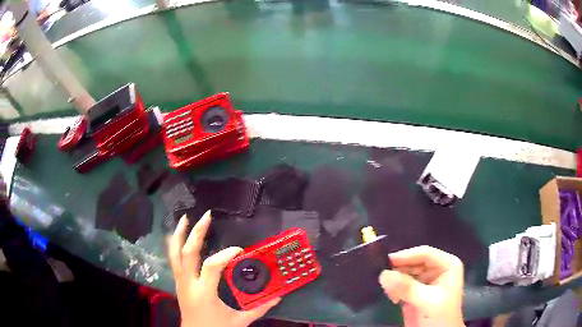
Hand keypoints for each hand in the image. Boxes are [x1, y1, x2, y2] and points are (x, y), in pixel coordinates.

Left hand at [168, 211, 279, 326]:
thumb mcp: (239, 321)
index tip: (239, 250)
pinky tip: (178, 236)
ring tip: (185, 218)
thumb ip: (259, 309)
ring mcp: (180, 282)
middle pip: (188, 253)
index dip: (225, 254)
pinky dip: (175, 245)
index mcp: (204, 293)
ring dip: (179, 234)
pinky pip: (173, 260)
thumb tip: (278, 298)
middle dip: (196, 232)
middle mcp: (188, 284)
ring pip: (174, 254)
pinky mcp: (178, 282)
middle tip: (206, 216)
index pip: (212, 266)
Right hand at [378, 246, 464, 326]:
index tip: (386, 261)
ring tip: (390, 292)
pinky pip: (400, 285)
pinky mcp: (414, 293)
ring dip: (395, 281)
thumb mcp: (427, 301)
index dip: (406, 256)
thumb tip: (384, 274)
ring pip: (405, 273)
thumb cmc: (441, 316)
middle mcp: (436, 269)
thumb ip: (407, 288)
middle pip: (413, 262)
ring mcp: (424, 282)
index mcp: (447, 265)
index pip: (425, 253)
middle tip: (383, 279)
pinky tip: (393, 298)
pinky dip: (394, 289)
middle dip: (399, 270)